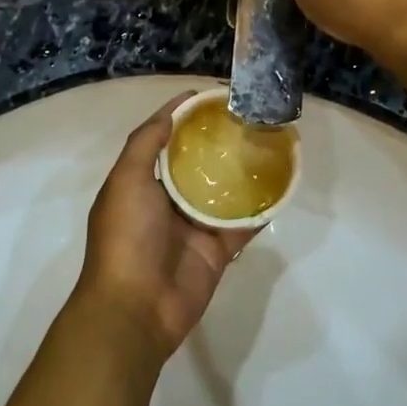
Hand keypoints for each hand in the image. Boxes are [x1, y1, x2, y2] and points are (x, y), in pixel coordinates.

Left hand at [73, 94, 251, 358]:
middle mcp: (166, 201)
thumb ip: (145, 144)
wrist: (136, 308)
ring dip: (243, 172)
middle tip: (250, 118)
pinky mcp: (217, 250)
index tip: (212, 97)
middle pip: (197, 164)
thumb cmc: (126, 237)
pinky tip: (281, 187)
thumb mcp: (126, 181)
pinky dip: (260, 209)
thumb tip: (171, 112)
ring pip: (223, 192)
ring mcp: (193, 227)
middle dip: (218, 143)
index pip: (164, 141)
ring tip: (270, 144)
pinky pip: (242, 224)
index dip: (184, 118)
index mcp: (140, 183)